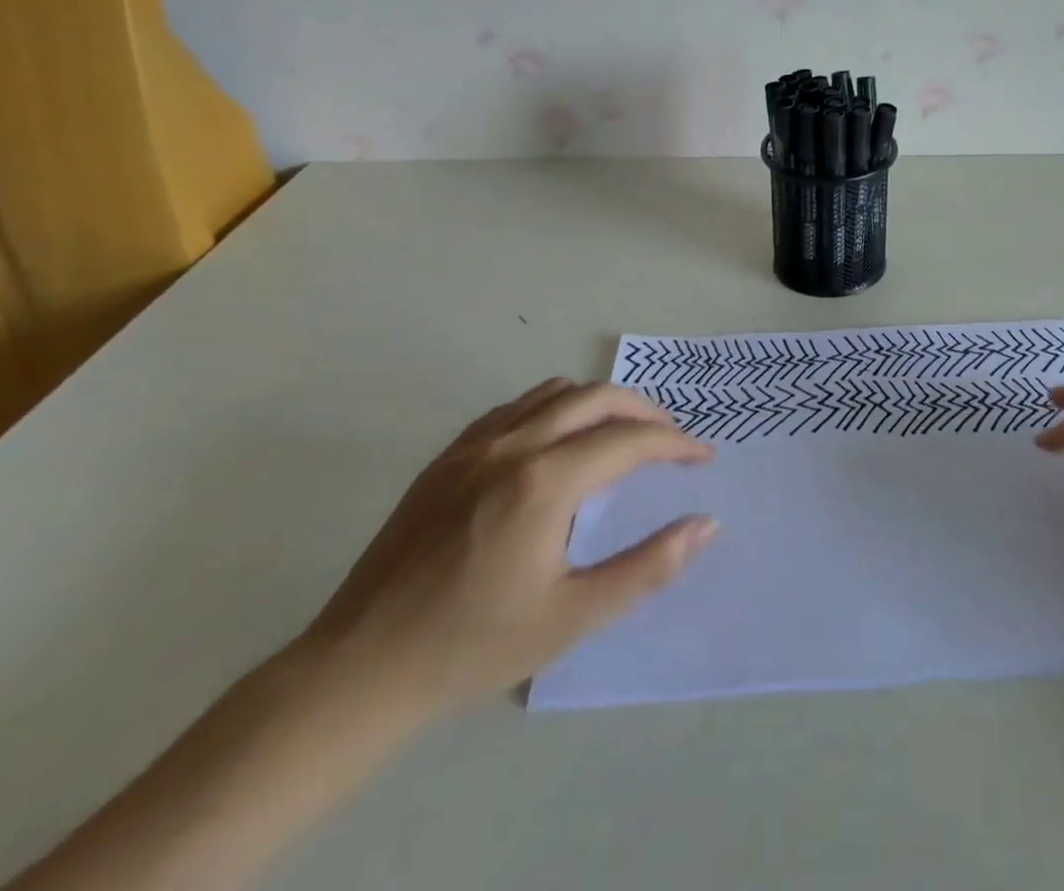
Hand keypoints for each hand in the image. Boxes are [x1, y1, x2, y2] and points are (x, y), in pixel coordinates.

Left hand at [301, 379, 715, 722]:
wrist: (358, 671)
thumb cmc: (473, 647)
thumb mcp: (572, 617)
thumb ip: (647, 567)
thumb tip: (705, 524)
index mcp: (544, 482)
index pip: (629, 440)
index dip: (675, 443)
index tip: (702, 457)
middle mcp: (512, 445)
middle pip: (596, 397)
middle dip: (644, 411)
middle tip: (670, 440)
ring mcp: (473, 445)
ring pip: (555, 392)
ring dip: (600, 404)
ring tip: (621, 435)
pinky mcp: (446, 457)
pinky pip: (515, 407)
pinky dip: (555, 408)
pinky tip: (557, 444)